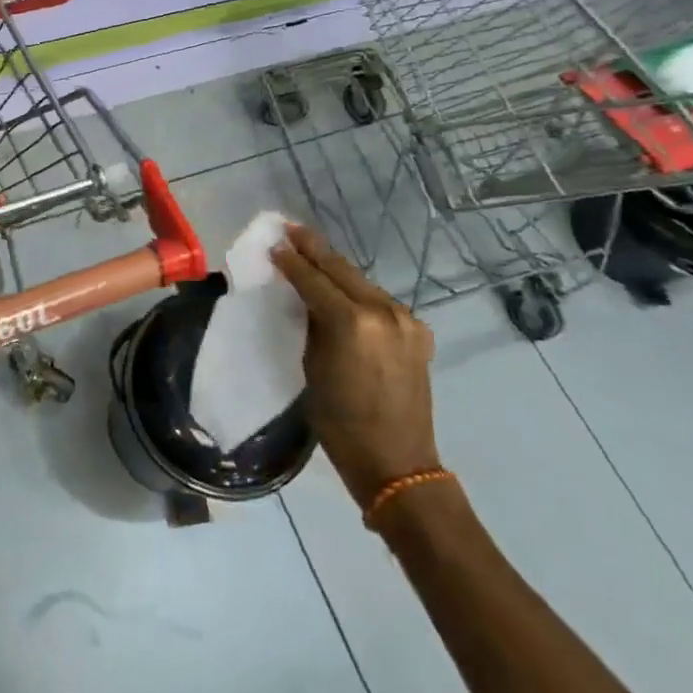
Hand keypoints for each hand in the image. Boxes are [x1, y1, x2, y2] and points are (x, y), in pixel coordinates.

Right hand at [271, 224, 438, 506]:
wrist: (398, 463)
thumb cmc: (341, 422)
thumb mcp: (313, 367)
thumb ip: (312, 324)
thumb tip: (306, 298)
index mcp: (352, 322)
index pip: (314, 279)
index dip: (291, 261)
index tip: (274, 244)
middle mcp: (383, 311)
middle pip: (342, 270)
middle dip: (315, 249)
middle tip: (291, 229)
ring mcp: (406, 320)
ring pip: (362, 282)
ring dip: (336, 269)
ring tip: (313, 254)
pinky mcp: (418, 332)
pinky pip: (380, 301)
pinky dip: (358, 292)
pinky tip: (343, 289)